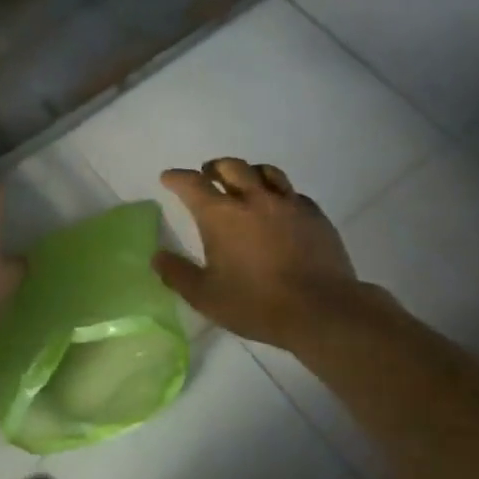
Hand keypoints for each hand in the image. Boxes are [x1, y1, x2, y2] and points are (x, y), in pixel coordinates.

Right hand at [154, 159, 363, 350]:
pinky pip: (293, 193)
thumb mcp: (206, 297)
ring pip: (266, 172)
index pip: (192, 184)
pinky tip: (280, 208)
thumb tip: (157, 257)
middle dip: (214, 168)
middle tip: (208, 175)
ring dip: (249, 172)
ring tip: (245, 182)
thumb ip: (177, 274)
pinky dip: (279, 194)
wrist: (322, 310)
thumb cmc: (256, 304)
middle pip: (231, 167)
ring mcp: (288, 204)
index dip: (177, 178)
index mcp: (221, 215)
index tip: (169, 178)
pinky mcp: (315, 215)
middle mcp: (253, 199)